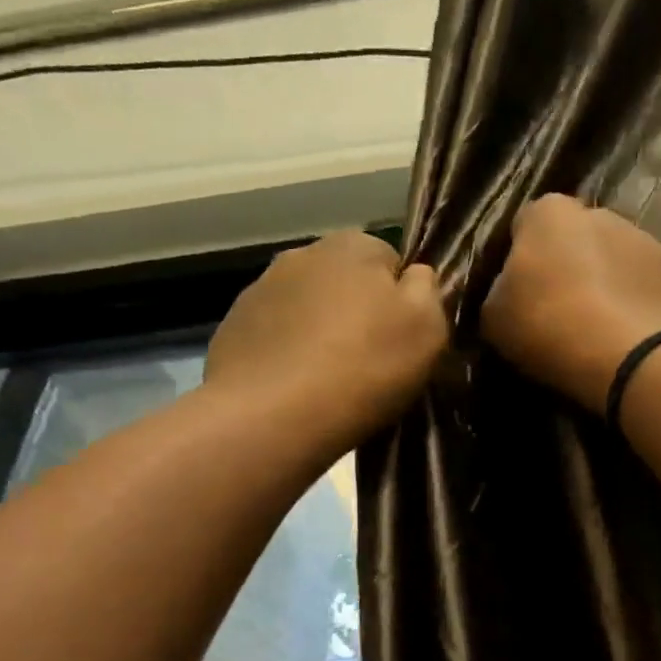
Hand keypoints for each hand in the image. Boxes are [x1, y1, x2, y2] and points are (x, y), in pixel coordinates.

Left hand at [206, 232, 446, 446]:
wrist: (273, 415)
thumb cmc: (364, 367)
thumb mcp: (427, 327)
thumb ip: (428, 290)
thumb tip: (414, 276)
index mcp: (354, 245)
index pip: (391, 261)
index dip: (401, 302)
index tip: (402, 341)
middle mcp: (302, 254)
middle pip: (345, 282)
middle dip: (357, 313)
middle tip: (369, 363)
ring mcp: (260, 289)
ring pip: (307, 308)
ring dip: (319, 332)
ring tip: (328, 380)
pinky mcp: (233, 327)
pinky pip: (274, 336)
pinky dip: (286, 354)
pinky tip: (294, 388)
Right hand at [481, 195, 660, 410]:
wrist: (629, 355)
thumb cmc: (548, 326)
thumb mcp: (494, 317)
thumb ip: (499, 292)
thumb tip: (511, 291)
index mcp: (549, 213)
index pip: (526, 225)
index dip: (520, 258)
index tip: (520, 293)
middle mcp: (599, 212)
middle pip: (574, 239)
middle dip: (568, 266)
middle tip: (558, 313)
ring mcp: (644, 239)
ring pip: (613, 260)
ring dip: (605, 284)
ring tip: (597, 330)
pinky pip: (643, 286)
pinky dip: (634, 304)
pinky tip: (625, 336)